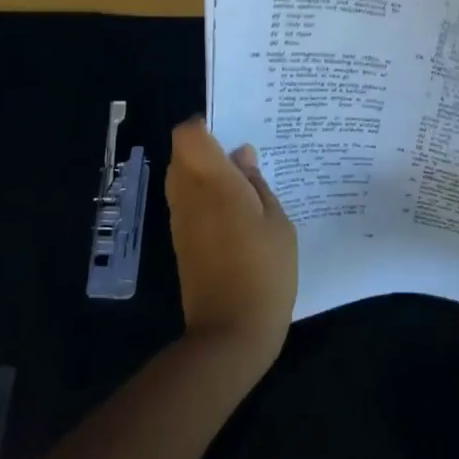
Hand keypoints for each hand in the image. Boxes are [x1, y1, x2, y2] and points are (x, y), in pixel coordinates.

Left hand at [165, 118, 297, 373]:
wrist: (231, 333)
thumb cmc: (264, 272)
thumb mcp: (277, 223)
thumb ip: (257, 184)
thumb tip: (241, 155)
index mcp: (213, 183)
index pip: (188, 134)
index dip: (206, 125)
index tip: (233, 132)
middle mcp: (188, 195)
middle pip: (183, 153)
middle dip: (209, 149)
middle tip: (246, 161)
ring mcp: (181, 220)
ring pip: (182, 177)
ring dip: (206, 174)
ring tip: (245, 188)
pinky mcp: (181, 241)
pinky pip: (187, 202)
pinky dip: (204, 197)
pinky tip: (236, 214)